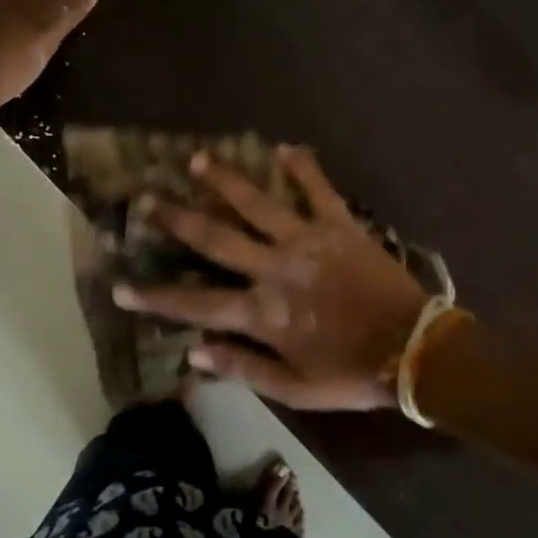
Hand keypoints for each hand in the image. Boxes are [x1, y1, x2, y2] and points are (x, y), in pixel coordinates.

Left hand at [0, 0, 98, 121]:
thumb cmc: (2, 54)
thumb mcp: (45, 29)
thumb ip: (70, 6)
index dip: (63, 9)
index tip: (73, 34)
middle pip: (20, 5)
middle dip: (40, 25)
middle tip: (56, 52)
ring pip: (1, 26)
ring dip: (19, 41)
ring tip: (34, 65)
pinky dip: (0, 54)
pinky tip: (9, 72)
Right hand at [115, 146, 429, 410]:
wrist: (416, 351)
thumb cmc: (353, 374)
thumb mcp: (295, 389)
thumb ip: (243, 367)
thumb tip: (193, 350)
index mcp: (263, 313)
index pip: (196, 305)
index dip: (156, 298)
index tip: (121, 288)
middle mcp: (276, 269)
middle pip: (216, 240)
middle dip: (178, 219)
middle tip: (147, 198)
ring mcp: (308, 242)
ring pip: (258, 205)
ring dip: (227, 181)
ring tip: (199, 159)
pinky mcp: (341, 226)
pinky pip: (319, 190)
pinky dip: (303, 168)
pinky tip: (285, 147)